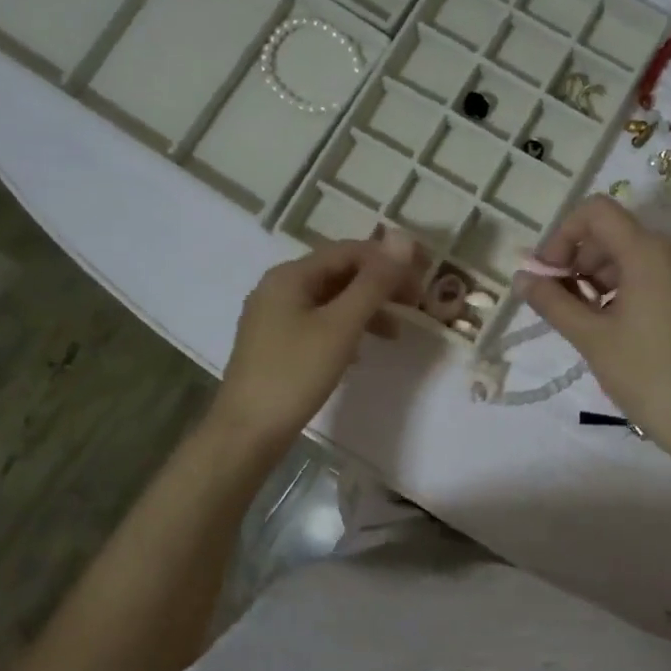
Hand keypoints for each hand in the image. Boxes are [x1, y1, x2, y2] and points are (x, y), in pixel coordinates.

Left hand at [212, 234, 422, 450]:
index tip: (423, 280)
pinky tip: (360, 353)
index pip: (348, 251)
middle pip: (338, 274)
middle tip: (414, 305)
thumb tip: (404, 238)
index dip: (388, 260)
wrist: (247, 432)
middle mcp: (278, 288)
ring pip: (330, 301)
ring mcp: (274, 318)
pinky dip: (346, 330)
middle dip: (378, 285)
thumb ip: (374, 283)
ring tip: (395, 333)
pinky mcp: (276, 345)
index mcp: (290, 276)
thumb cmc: (295, 374)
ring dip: (365, 310)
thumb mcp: (341, 326)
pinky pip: (318, 324)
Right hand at [517, 196, 670, 463]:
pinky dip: (627, 286)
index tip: (548, 274)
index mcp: (650, 253)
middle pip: (615, 233)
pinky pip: (656, 274)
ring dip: (600, 275)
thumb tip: (522, 278)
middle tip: (559, 300)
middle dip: (579, 259)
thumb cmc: (644, 375)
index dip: (563, 235)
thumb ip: (552, 301)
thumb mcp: (590, 337)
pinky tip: (614, 323)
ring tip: (584, 317)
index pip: (597, 212)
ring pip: (635, 254)